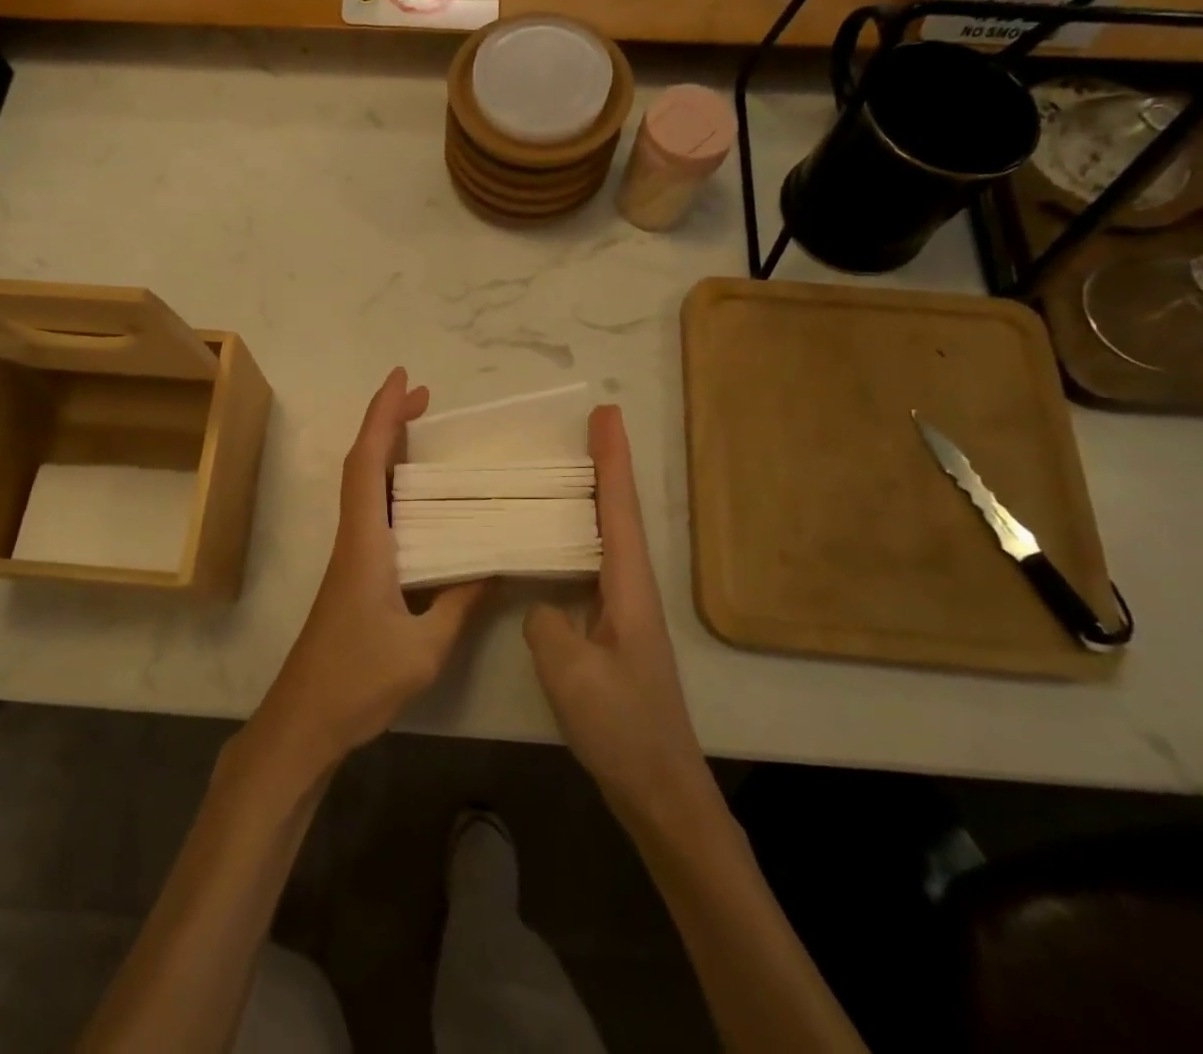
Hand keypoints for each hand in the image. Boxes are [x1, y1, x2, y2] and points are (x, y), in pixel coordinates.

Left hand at [250, 368, 488, 776]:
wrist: (304, 720)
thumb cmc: (357, 681)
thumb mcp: (424, 649)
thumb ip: (459, 604)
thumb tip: (494, 567)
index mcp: (366, 543)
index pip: (368, 463)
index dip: (383, 416)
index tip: (404, 380)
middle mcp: (354, 537)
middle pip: (364, 463)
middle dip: (389, 422)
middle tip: (425, 398)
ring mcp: (351, 554)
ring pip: (366, 484)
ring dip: (389, 450)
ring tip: (424, 430)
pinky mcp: (354, 572)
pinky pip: (374, 511)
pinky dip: (392, 485)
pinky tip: (420, 497)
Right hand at [524, 405, 707, 813]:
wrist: (659, 787)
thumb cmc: (622, 727)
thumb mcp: (571, 671)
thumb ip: (547, 623)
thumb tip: (542, 605)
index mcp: (628, 587)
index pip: (617, 508)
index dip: (612, 460)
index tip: (606, 415)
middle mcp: (631, 588)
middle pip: (619, 512)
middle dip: (607, 466)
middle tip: (590, 425)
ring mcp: (624, 609)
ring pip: (609, 536)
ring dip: (596, 496)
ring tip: (569, 466)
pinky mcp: (612, 630)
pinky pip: (594, 565)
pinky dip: (580, 536)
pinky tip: (557, 540)